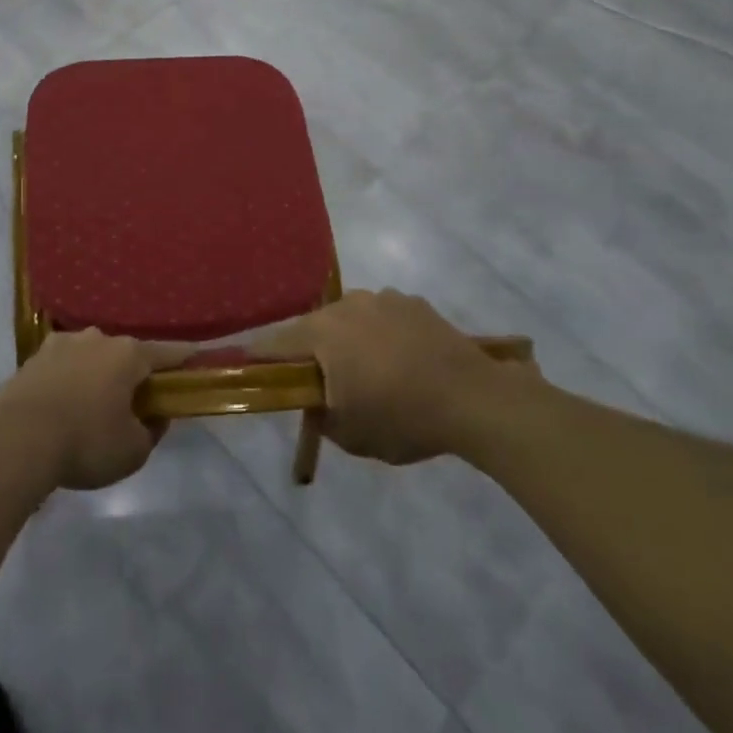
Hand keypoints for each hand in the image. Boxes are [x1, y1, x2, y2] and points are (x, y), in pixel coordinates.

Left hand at [0, 330, 191, 490]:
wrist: (16, 439)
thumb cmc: (85, 441)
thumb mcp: (133, 451)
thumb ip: (151, 432)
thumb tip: (153, 417)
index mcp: (128, 355)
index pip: (166, 353)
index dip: (183, 358)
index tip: (196, 358)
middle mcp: (97, 339)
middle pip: (124, 354)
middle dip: (131, 374)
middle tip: (134, 401)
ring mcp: (61, 344)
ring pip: (90, 357)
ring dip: (96, 375)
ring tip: (92, 405)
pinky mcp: (33, 358)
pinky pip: (62, 368)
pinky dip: (68, 382)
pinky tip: (63, 405)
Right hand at [257, 289, 546, 466]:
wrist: (475, 399)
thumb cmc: (402, 418)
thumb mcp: (349, 434)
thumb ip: (319, 415)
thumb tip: (315, 401)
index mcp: (320, 333)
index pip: (272, 344)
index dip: (260, 362)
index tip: (256, 375)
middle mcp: (344, 305)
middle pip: (312, 328)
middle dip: (311, 354)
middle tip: (323, 384)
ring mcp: (381, 298)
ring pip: (348, 320)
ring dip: (348, 341)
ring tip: (371, 374)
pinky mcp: (412, 301)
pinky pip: (382, 317)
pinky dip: (382, 335)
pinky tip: (403, 362)